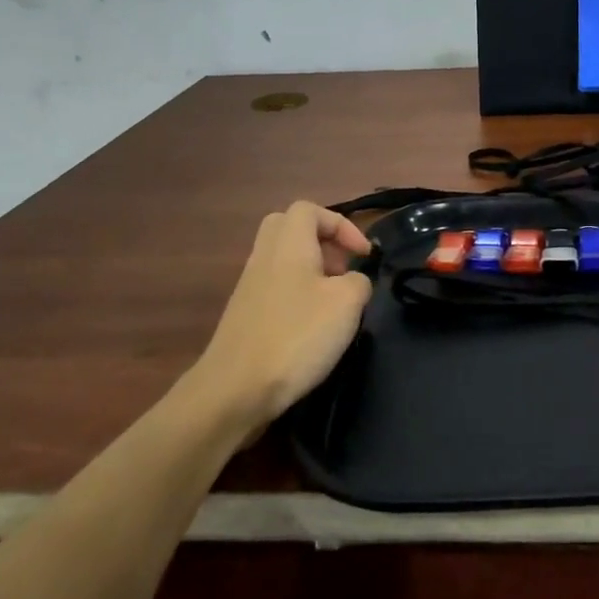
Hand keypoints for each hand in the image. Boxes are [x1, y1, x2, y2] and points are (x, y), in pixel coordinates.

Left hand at [186, 201, 373, 432]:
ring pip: (282, 258)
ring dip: (312, 270)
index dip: (342, 225)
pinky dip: (297, 293)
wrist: (235, 389)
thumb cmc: (297, 335)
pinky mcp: (245, 314)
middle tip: (342, 268)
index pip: (310, 210)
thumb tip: (352, 282)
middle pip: (290, 228)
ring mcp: (249, 286)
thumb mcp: (347, 303)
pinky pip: (275, 285)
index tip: (363, 255)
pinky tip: (313, 326)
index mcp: (288, 244)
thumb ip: (358, 282)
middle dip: (322, 241)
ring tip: (334, 301)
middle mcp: (264, 256)